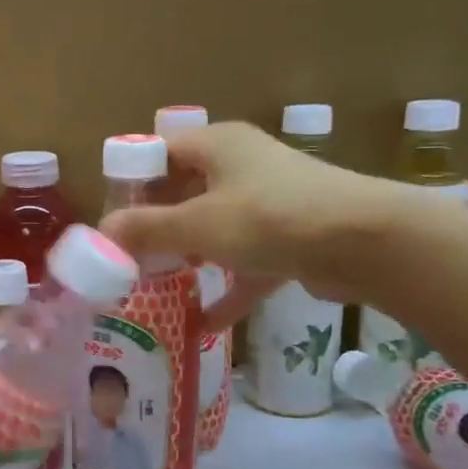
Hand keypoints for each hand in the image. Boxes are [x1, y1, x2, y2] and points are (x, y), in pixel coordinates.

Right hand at [101, 122, 417, 313]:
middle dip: (155, 225)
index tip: (111, 218)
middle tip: (127, 256)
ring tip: (155, 284)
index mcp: (217, 146)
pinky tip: (205, 323)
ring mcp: (269, 202)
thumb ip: (146, 229)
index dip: (131, 182)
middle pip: (185, 191)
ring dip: (188, 255)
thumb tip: (101, 233)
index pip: (159, 152)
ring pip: (215, 226)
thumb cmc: (269, 218)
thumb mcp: (197, 224)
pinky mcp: (291, 237)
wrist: (366, 243)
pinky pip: (247, 261)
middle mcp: (242, 165)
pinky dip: (227, 287)